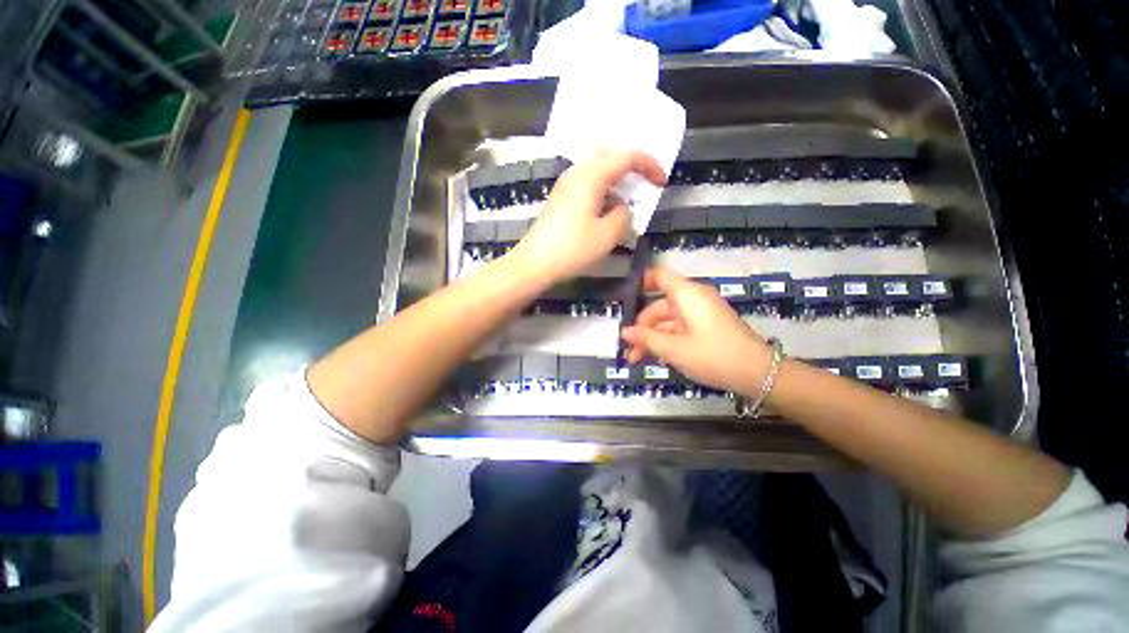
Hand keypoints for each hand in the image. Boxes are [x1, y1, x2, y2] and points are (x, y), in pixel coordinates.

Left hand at [506, 150, 665, 284]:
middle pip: (610, 158)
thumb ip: (624, 215)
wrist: (534, 263)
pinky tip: (607, 210)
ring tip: (628, 199)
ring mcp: (566, 185)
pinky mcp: (560, 199)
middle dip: (632, 168)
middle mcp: (577, 173)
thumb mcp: (608, 234)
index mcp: (591, 175)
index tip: (661, 183)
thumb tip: (622, 207)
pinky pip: (588, 186)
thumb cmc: (572, 248)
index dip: (649, 165)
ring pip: (598, 172)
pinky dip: (603, 192)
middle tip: (646, 184)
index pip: (627, 156)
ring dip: (616, 182)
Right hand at [621, 267, 772, 395]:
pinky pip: (679, 328)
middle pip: (658, 306)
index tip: (622, 298)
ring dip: (651, 338)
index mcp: (687, 295)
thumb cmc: (713, 356)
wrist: (759, 374)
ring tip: (637, 360)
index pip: (658, 276)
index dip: (639, 282)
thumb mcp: (674, 349)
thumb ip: (646, 339)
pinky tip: (656, 358)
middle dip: (641, 327)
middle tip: (628, 350)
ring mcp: (700, 314)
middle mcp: (693, 299)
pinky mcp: (706, 327)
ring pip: (667, 321)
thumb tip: (623, 332)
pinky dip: (667, 341)